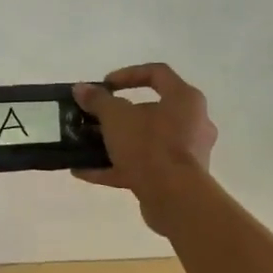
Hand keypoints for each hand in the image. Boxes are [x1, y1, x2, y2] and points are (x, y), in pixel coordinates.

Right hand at [72, 64, 217, 234]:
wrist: (175, 198)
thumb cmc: (150, 146)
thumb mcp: (116, 117)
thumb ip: (97, 101)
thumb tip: (80, 89)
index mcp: (184, 99)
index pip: (157, 74)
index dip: (128, 74)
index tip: (104, 85)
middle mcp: (191, 123)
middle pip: (150, 111)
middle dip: (117, 116)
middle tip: (94, 120)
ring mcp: (185, 154)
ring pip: (145, 142)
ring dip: (114, 144)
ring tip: (86, 146)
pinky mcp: (175, 179)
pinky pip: (142, 167)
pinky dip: (115, 168)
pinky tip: (85, 172)